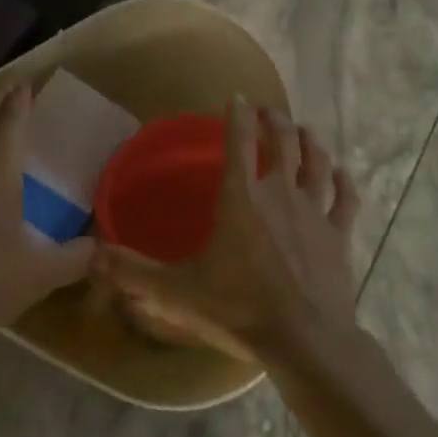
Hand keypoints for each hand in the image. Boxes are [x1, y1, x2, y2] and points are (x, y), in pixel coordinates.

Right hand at [94, 97, 360, 364]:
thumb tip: (92, 255)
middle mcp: (280, 193)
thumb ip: (134, 271)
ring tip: (304, 130)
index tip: (237, 96)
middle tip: (268, 111)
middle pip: (283, 142)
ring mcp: (315, 211)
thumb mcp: (177, 292)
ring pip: (317, 162)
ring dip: (310, 142)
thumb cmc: (239, 309)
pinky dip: (344, 182)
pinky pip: (345, 199)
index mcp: (241, 198)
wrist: (305, 340)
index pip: (238, 142)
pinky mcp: (339, 234)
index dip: (237, 115)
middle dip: (275, 121)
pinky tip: (343, 174)